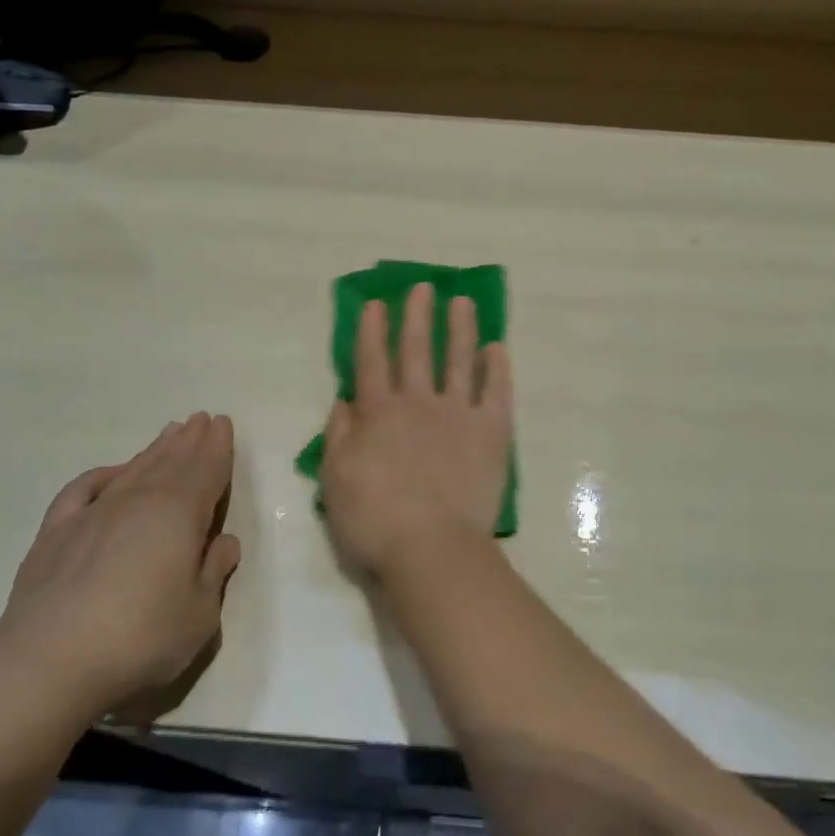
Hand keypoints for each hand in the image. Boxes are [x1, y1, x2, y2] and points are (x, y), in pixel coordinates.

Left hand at [0, 413, 241, 725]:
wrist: (47, 665)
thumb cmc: (139, 638)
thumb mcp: (199, 615)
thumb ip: (214, 573)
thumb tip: (224, 542)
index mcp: (179, 514)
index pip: (206, 471)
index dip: (217, 447)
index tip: (223, 423)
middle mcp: (138, 502)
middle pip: (171, 462)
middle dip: (190, 440)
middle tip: (202, 419)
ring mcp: (93, 515)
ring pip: (133, 470)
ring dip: (154, 450)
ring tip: (170, 433)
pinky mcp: (54, 535)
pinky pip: (82, 491)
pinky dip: (100, 476)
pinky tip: (110, 473)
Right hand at [320, 282, 512, 582]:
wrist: (432, 548)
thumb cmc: (374, 520)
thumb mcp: (336, 480)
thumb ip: (338, 436)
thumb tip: (344, 401)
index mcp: (378, 413)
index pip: (372, 361)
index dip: (372, 330)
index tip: (376, 303)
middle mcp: (418, 403)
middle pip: (416, 350)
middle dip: (417, 316)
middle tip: (423, 286)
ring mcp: (458, 414)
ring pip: (459, 360)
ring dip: (460, 329)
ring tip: (462, 302)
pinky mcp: (492, 431)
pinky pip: (497, 392)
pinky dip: (498, 369)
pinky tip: (498, 348)